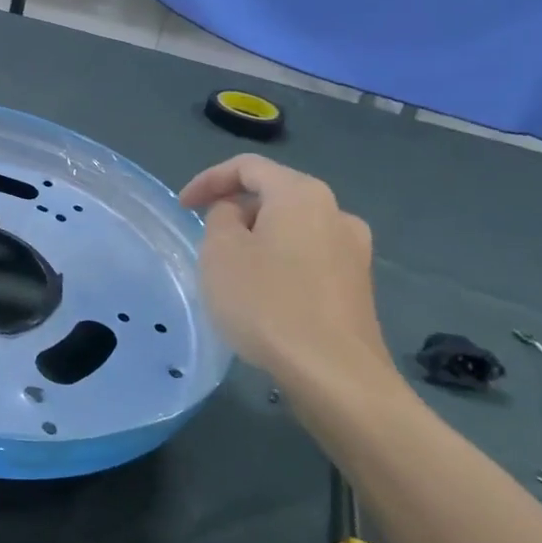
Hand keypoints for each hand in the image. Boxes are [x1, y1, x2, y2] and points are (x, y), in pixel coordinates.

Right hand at [178, 155, 400, 402]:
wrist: (335, 375)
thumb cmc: (267, 302)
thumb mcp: (220, 252)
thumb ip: (221, 218)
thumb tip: (237, 216)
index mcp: (302, 193)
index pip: (248, 167)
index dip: (209, 180)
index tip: (182, 206)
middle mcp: (336, 212)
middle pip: (274, 196)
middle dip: (236, 211)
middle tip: (206, 239)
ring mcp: (354, 251)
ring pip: (292, 230)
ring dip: (259, 240)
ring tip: (232, 272)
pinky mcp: (358, 288)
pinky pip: (309, 260)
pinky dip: (281, 265)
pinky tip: (264, 297)